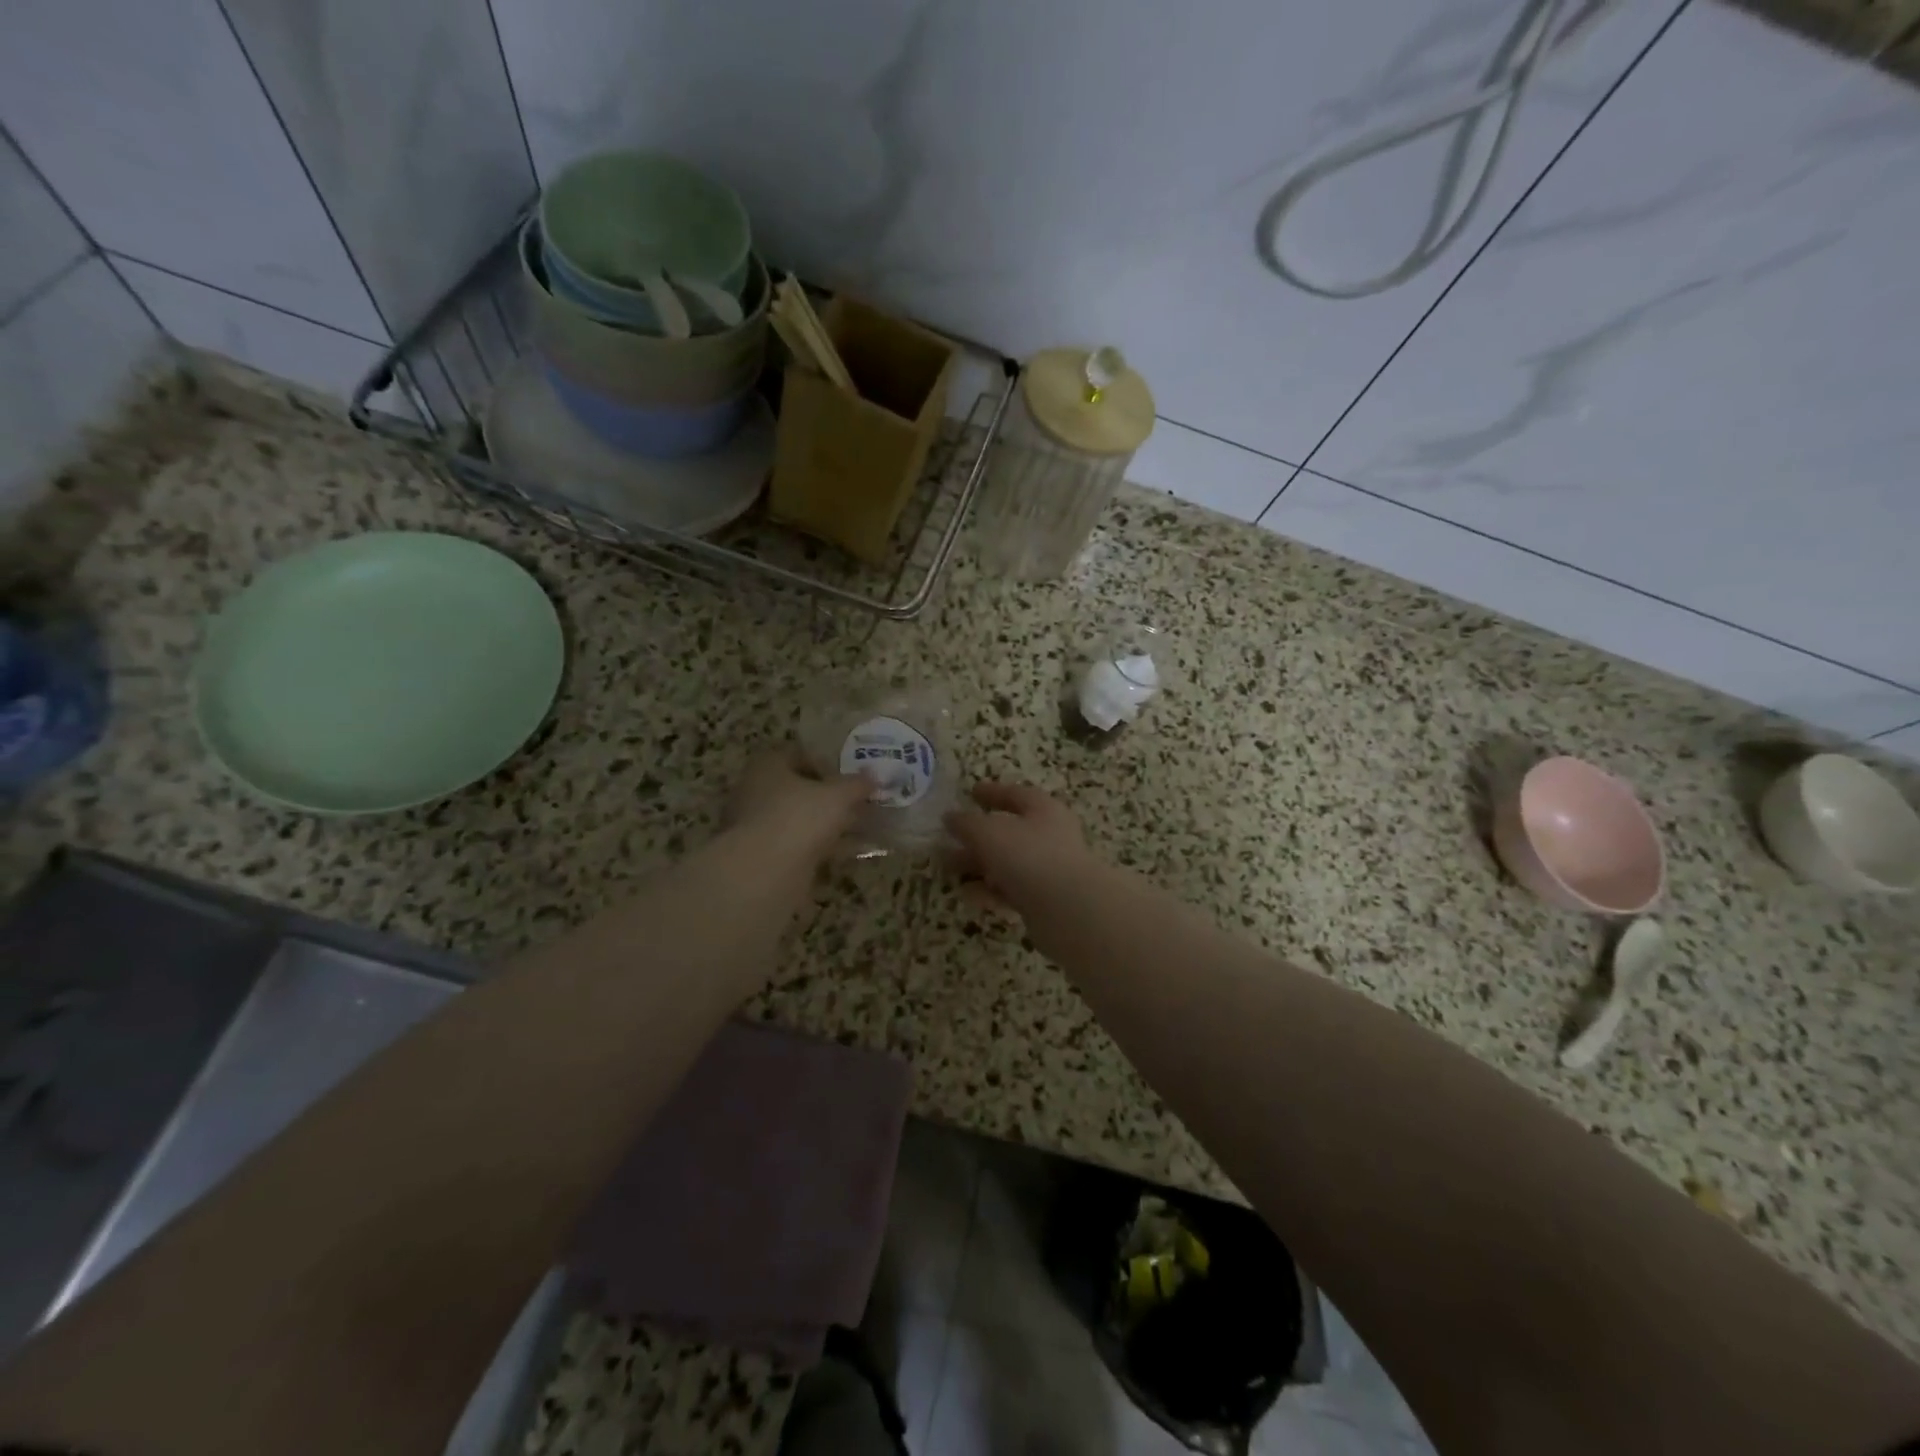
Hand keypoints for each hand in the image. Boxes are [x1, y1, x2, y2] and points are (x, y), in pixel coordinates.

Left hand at [726, 747, 873, 868]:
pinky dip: (823, 847)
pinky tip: (850, 852)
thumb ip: (857, 784)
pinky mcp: (765, 856)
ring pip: (800, 819)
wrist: (764, 872)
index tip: (848, 776)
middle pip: (798, 789)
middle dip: (829, 796)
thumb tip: (874, 775)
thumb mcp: (838, 796)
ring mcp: (758, 826)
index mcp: (767, 766)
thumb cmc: (799, 817)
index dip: (825, 763)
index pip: (796, 755)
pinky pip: (800, 845)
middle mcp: (756, 792)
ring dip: (828, 824)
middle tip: (858, 802)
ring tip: (862, 827)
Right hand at [944, 781, 1092, 917]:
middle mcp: (1050, 836)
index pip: (1016, 794)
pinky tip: (967, 894)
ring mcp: (1049, 870)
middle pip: (1009, 831)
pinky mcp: (1044, 901)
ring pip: (1007, 862)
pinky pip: (1011, 890)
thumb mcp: (989, 832)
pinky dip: (989, 890)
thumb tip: (951, 817)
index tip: (970, 792)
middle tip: (947, 838)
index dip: (992, 792)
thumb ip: (966, 823)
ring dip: (978, 864)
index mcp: (1043, 810)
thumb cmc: (1029, 857)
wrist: (1069, 911)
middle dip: (976, 836)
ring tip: (947, 869)